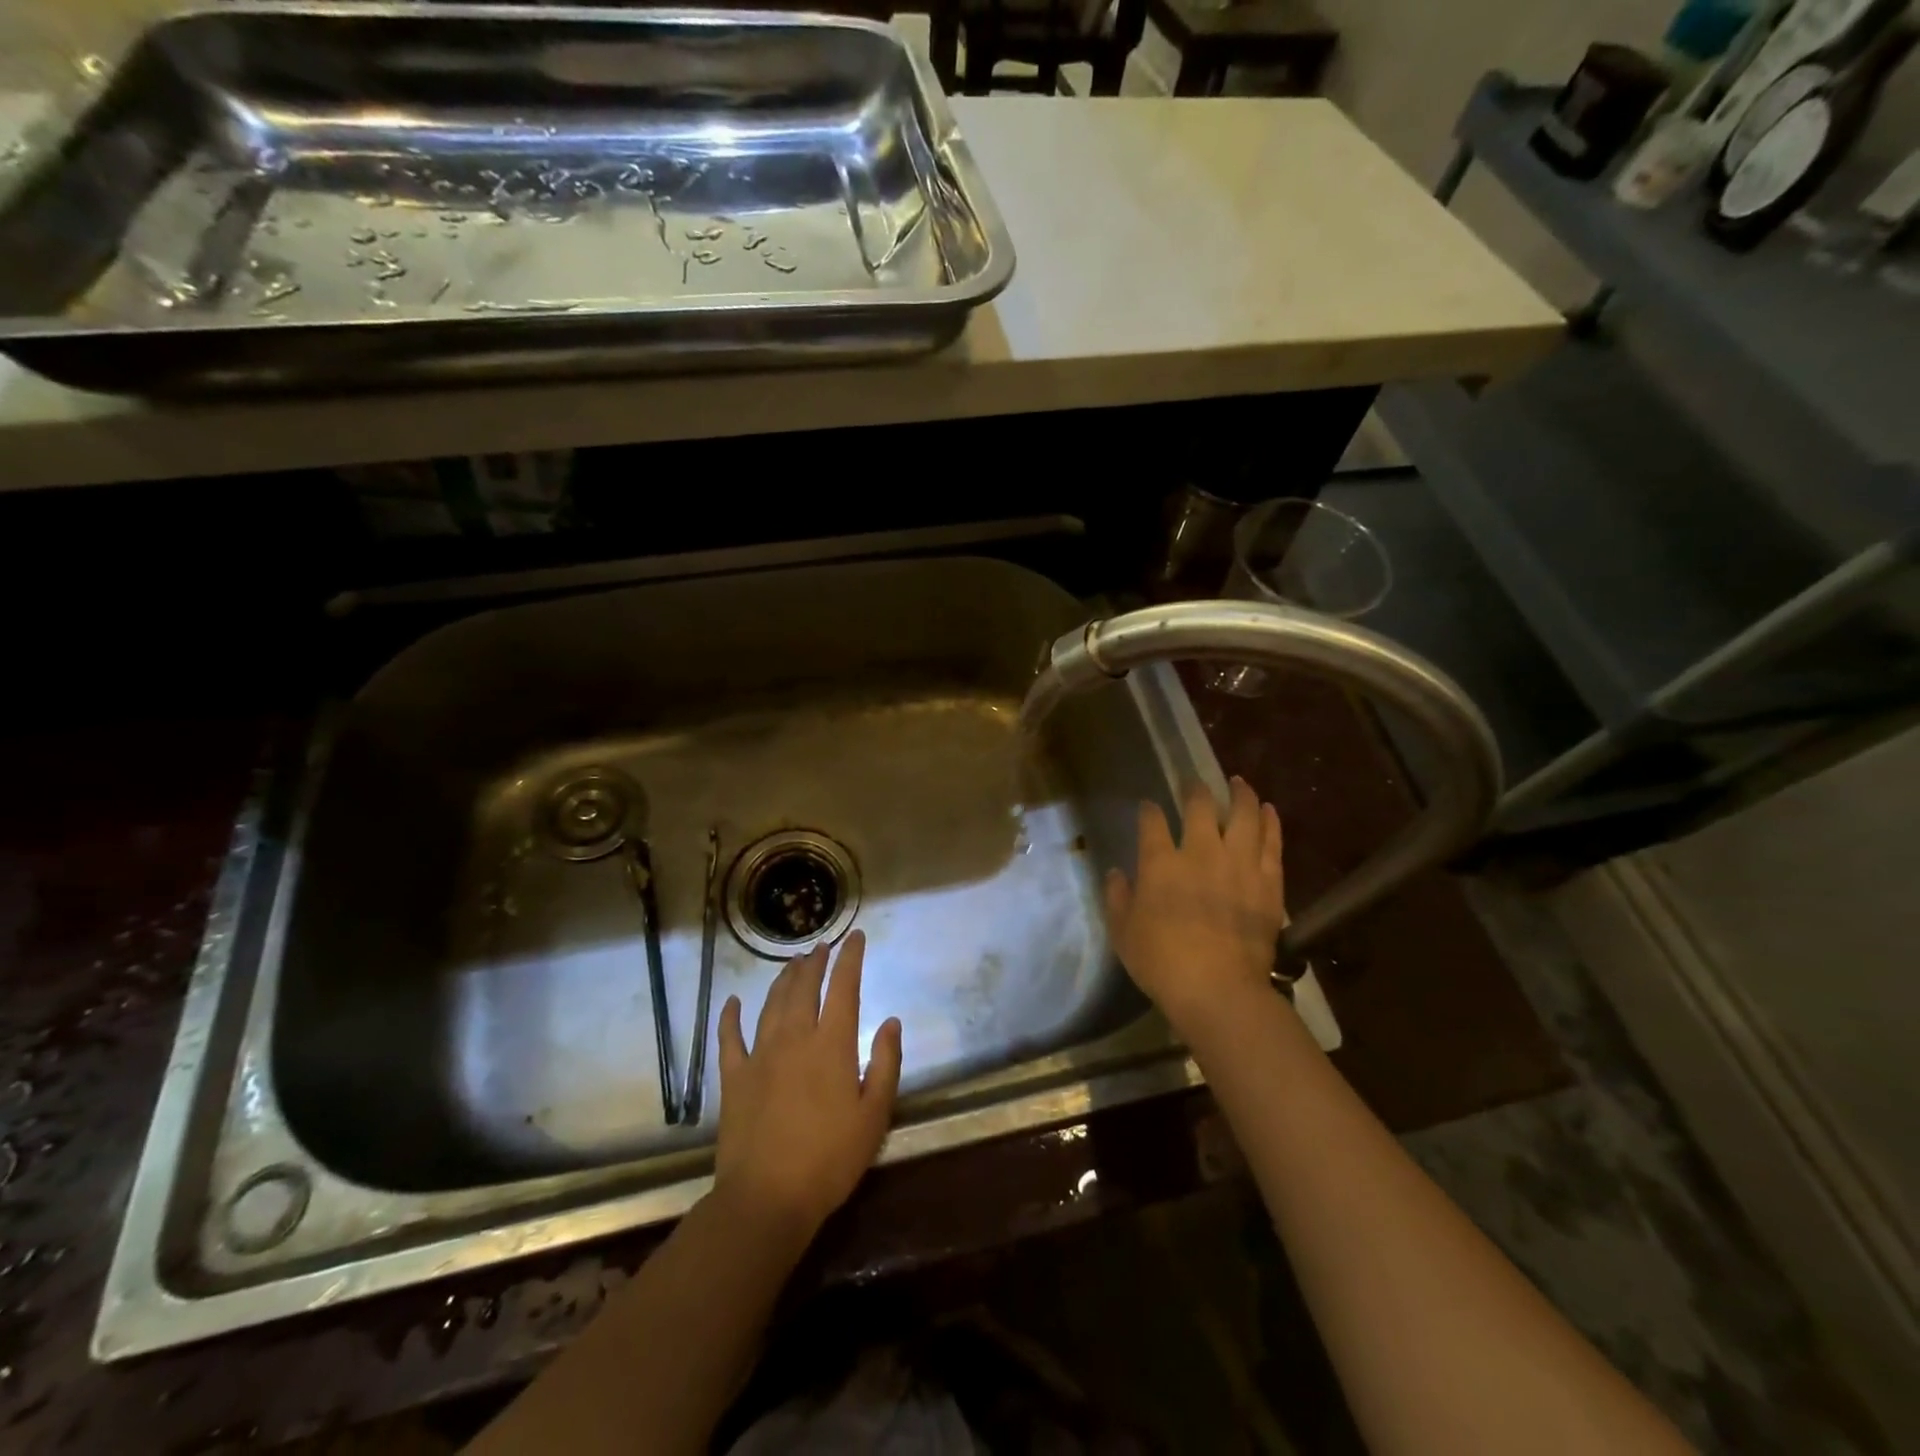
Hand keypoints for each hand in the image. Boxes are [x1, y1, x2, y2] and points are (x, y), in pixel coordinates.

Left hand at [713, 930, 902, 1241]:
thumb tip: (891, 1021)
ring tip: (792, 964)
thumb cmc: (830, 1159)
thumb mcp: (875, 1115)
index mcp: (832, 1045)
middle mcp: (795, 1038)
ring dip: (784, 980)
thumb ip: (886, 1063)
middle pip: (804, 988)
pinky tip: (732, 1002)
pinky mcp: (734, 1078)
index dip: (850, 959)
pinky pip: (730, 1038)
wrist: (767, 1198)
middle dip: (815, 963)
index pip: (844, 988)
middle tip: (822, 947)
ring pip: (772, 1004)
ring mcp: (760, 1055)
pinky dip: (730, 1017)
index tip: (855, 937)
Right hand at [1105, 777, 1286, 1037]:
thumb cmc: (1162, 962)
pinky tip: (1268, 809)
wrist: (1219, 989)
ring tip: (1239, 782)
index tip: (1148, 807)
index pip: (1153, 822)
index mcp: (1161, 862)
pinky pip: (1272, 842)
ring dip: (1240, 795)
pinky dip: (1270, 821)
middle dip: (1195, 790)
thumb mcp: (1123, 932)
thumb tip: (1116, 873)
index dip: (1149, 811)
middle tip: (1194, 783)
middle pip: (1200, 807)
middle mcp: (1201, 852)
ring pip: (1243, 815)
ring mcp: (1239, 864)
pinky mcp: (1268, 882)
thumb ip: (1118, 897)